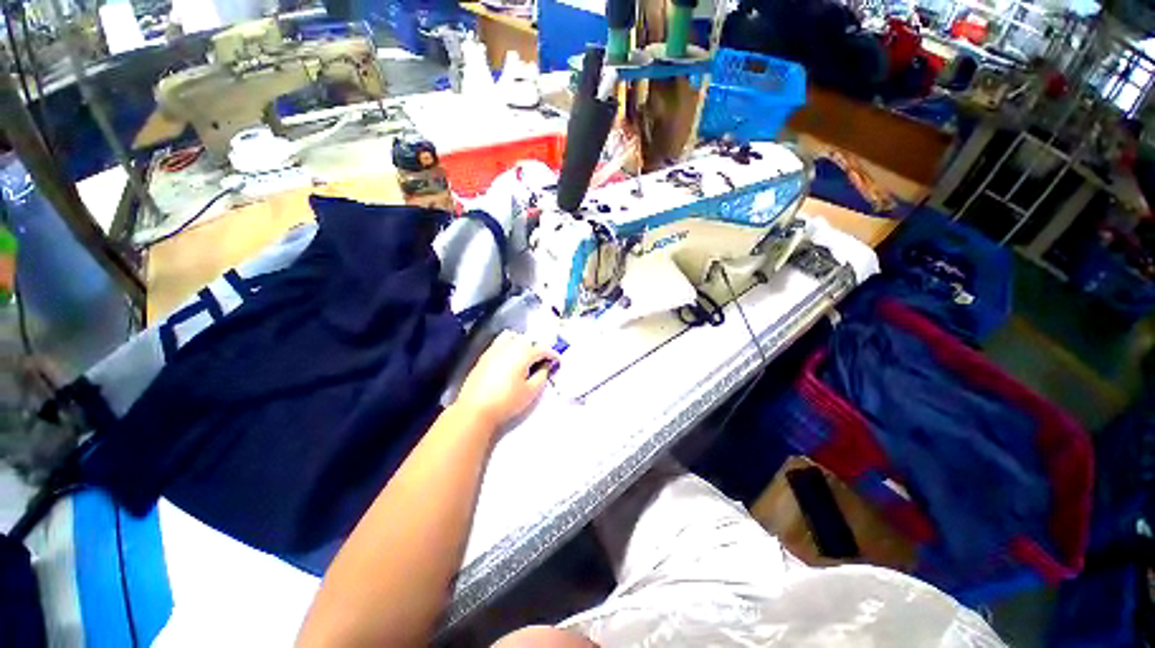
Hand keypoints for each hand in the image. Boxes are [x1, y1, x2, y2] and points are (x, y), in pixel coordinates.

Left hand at [454, 331, 558, 427]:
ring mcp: (495, 348)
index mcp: (524, 353)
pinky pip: (501, 342)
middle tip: (543, 362)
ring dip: (523, 344)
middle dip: (538, 348)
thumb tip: (546, 365)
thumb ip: (542, 375)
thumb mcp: (531, 391)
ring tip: (526, 357)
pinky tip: (510, 359)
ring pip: (514, 337)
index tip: (557, 362)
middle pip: (529, 340)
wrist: (475, 409)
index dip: (553, 355)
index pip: (543, 348)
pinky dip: (510, 345)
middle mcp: (510, 345)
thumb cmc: (507, 401)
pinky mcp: (485, 355)